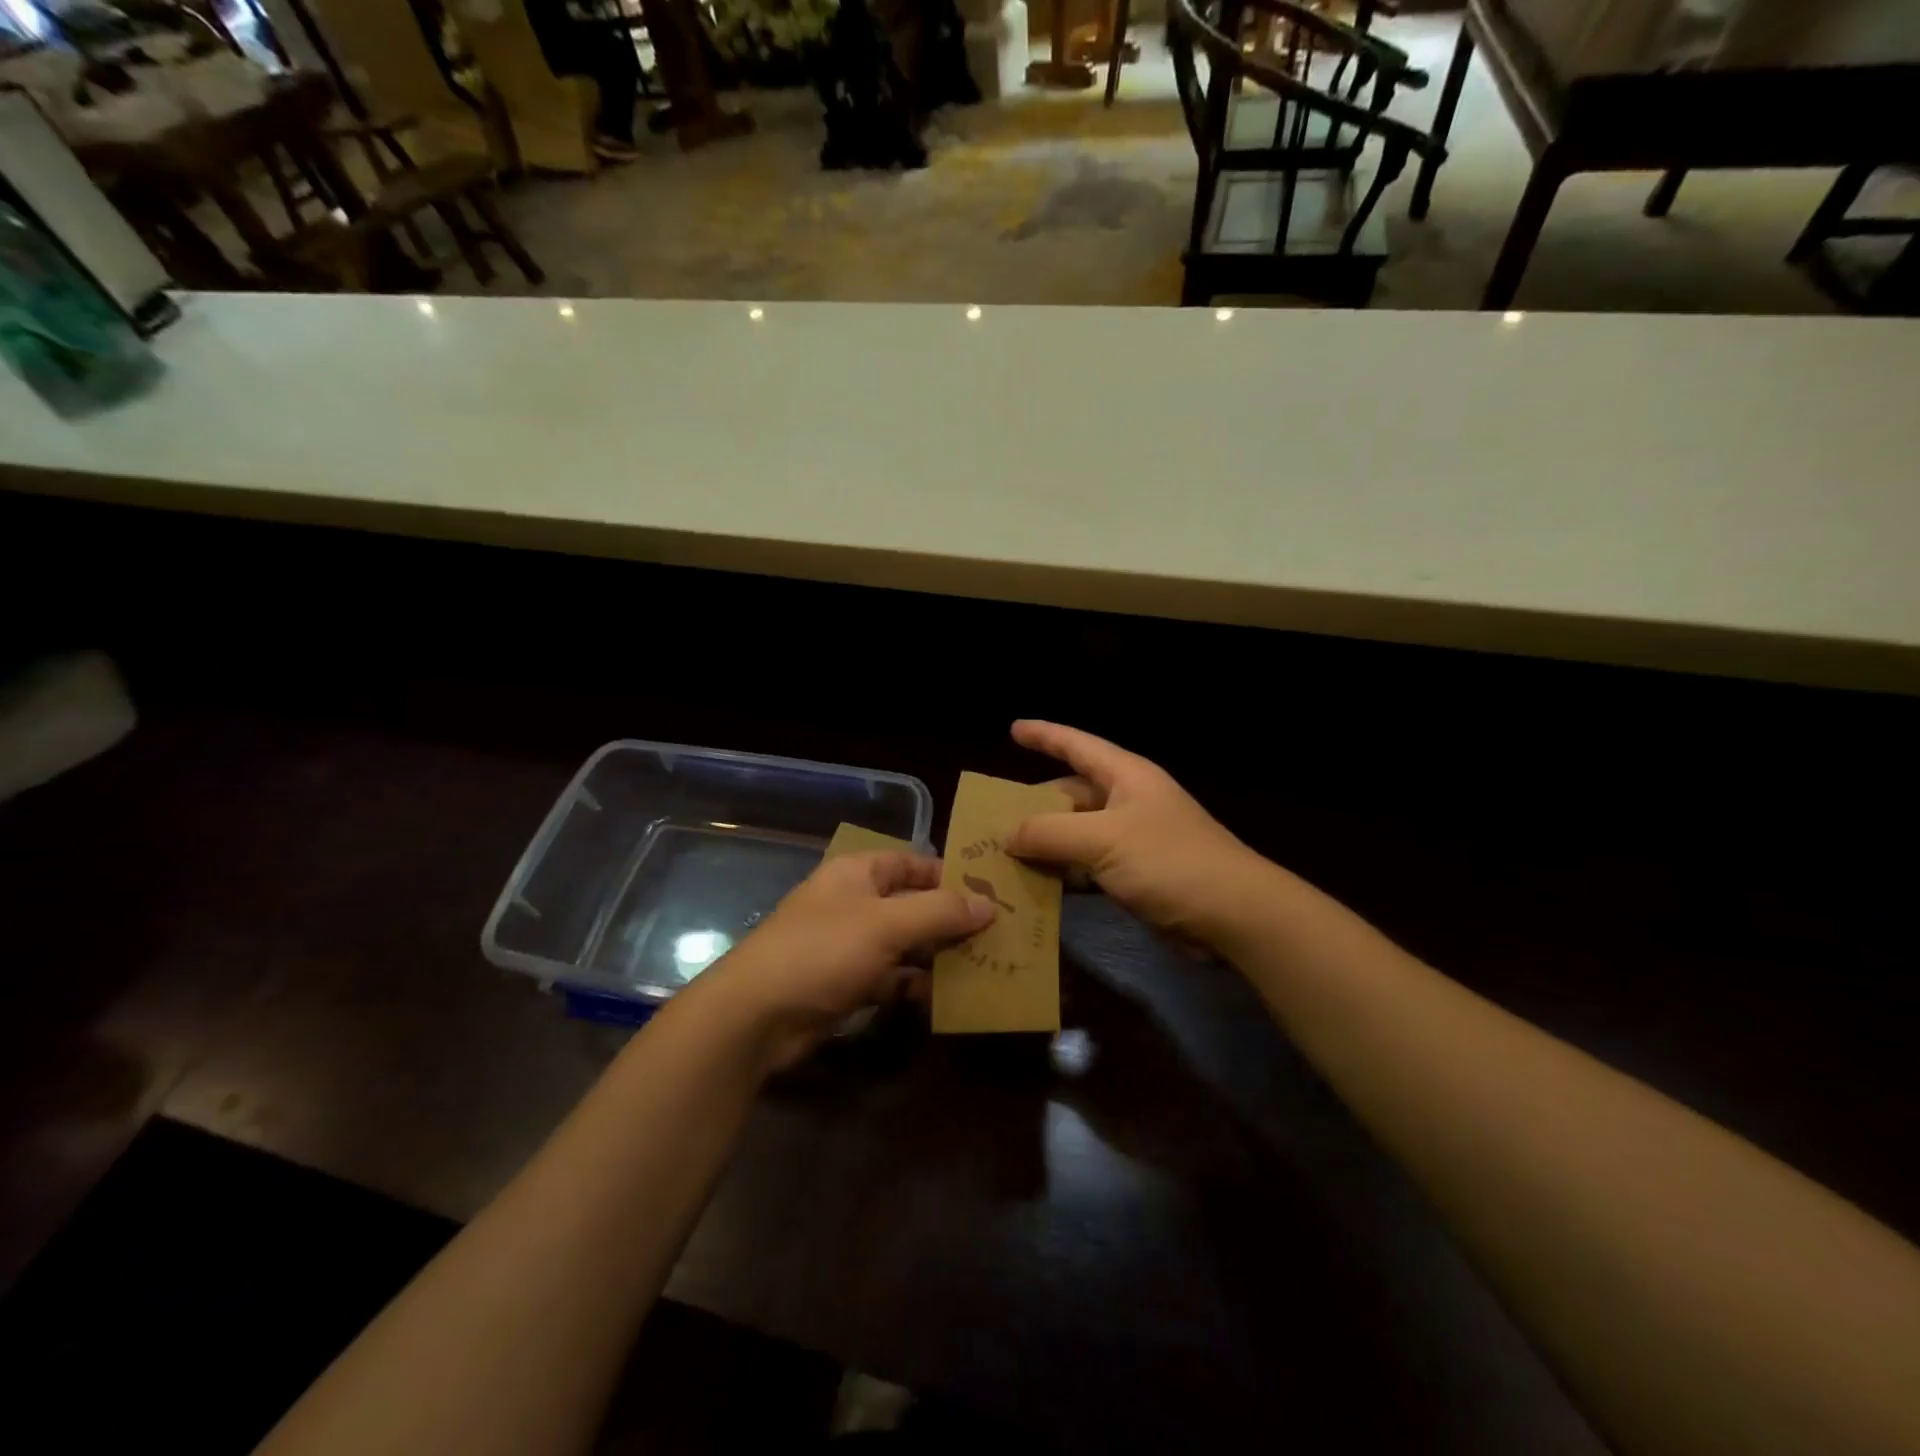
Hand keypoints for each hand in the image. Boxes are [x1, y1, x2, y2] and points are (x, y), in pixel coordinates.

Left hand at [693, 850, 992, 1069]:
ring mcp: (849, 946)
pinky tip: (948, 999)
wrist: (756, 1016)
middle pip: (912, 905)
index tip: (992, 892)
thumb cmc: (823, 951)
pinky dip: (916, 986)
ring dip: (938, 956)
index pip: (913, 862)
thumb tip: (989, 904)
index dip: (950, 874)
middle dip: (950, 920)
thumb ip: (940, 911)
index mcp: (858, 873)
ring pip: (905, 944)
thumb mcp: (887, 924)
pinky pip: (891, 978)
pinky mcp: (846, 985)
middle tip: (998, 935)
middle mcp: (855, 903)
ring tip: (985, 967)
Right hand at [1004, 720, 1268, 949]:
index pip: (1077, 745)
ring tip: (1000, 855)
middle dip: (1033, 805)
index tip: (1013, 728)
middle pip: (1070, 793)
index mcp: (1126, 777)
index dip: (1045, 735)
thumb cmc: (1170, 861)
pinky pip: (1087, 866)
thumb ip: (1050, 833)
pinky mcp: (1134, 875)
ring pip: (1075, 833)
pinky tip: (1034, 886)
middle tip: (990, 820)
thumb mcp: (1104, 840)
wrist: (1234, 915)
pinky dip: (1062, 874)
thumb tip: (1007, 834)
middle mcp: (1127, 802)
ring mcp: (1131, 840)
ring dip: (1044, 844)